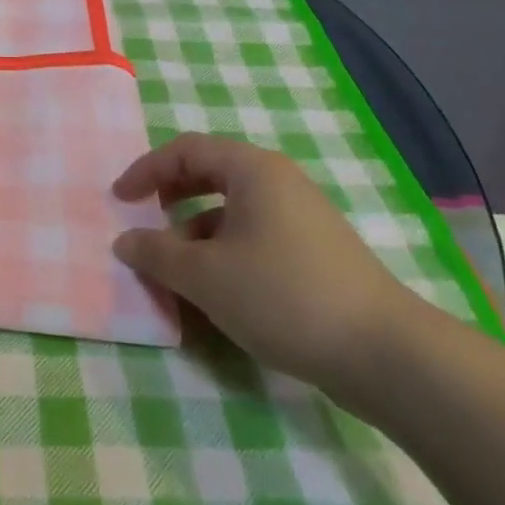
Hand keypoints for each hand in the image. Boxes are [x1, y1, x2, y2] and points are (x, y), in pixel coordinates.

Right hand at [112, 133, 413, 401]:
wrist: (385, 354)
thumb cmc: (283, 296)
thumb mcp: (205, 276)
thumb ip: (156, 253)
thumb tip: (125, 241)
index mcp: (253, 170)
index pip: (186, 150)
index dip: (146, 170)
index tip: (119, 200)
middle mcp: (279, 181)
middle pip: (210, 173)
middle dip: (171, 196)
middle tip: (146, 220)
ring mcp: (302, 216)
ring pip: (233, 209)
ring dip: (196, 230)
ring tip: (177, 267)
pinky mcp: (316, 251)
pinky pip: (255, 234)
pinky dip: (225, 250)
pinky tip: (218, 290)